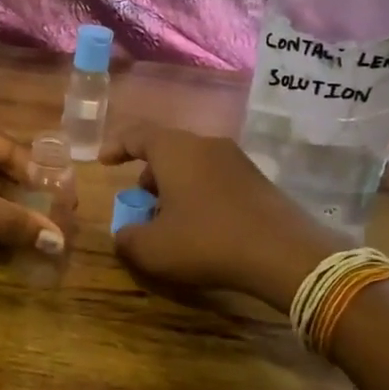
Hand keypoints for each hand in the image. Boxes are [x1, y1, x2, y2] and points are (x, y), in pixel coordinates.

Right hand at [101, 121, 343, 311]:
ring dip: (175, 186)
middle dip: (149, 174)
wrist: (284, 254)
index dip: (117, 147)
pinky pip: (216, 178)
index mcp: (175, 150)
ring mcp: (237, 160)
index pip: (137, 135)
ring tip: (170, 219)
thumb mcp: (153, 249)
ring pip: (194, 164)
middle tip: (140, 201)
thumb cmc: (207, 242)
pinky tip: (203, 226)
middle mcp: (206, 145)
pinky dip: (200, 194)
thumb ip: (127, 239)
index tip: (104, 162)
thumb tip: (124, 234)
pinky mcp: (259, 180)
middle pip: (168, 150)